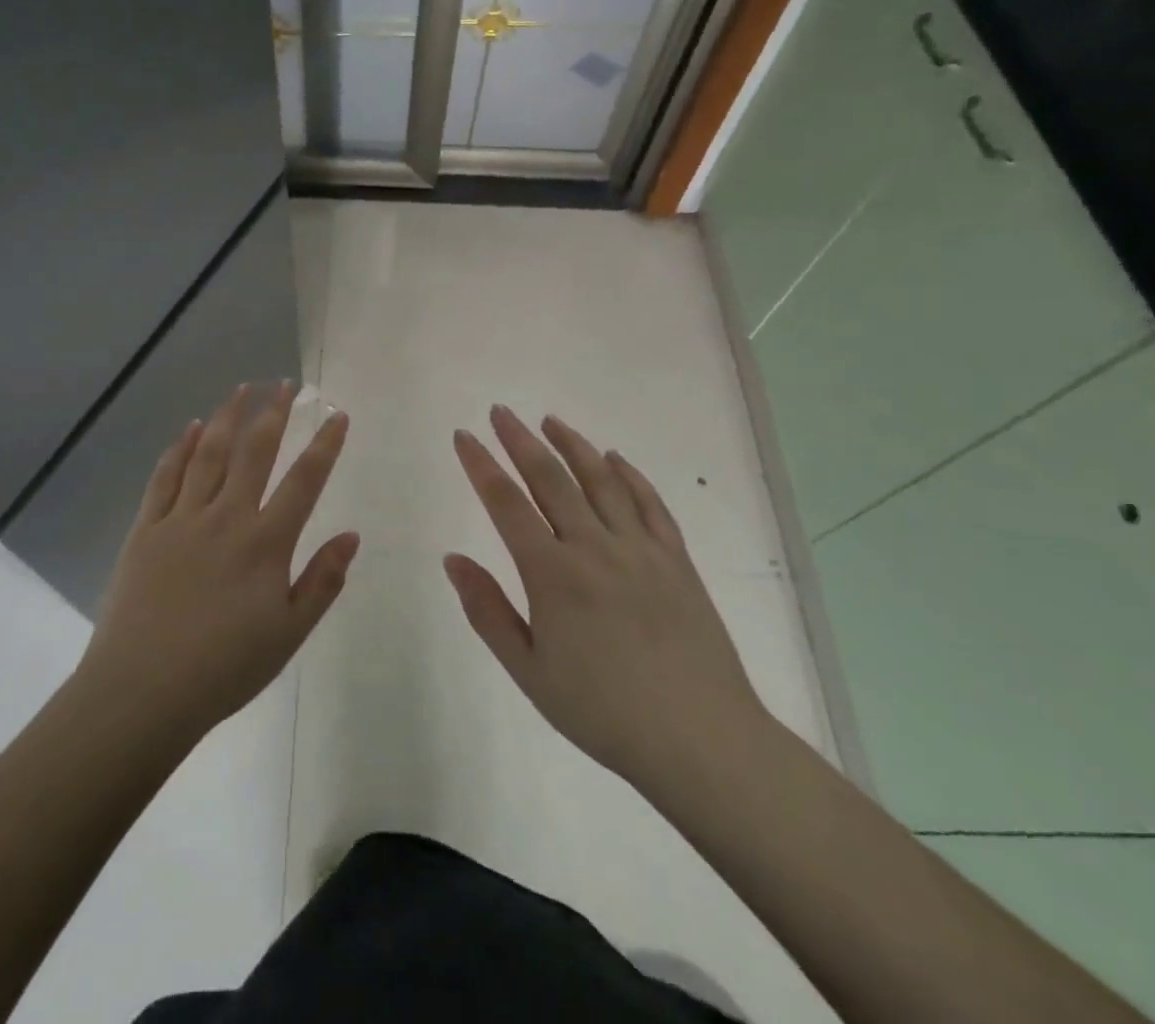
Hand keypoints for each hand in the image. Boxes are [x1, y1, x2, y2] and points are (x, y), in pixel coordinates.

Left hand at [78, 382, 358, 740]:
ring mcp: (182, 519)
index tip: (337, 415)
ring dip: (228, 417)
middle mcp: (226, 517)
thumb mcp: (289, 634)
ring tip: (241, 389)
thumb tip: (351, 535)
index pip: (304, 481)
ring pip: (209, 453)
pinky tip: (190, 428)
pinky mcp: (146, 529)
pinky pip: (165, 477)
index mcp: (265, 543)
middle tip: (285, 383)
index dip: (325, 445)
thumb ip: (322, 581)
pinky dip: (180, 448)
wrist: (143, 692)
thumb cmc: (224, 669)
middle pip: (254, 452)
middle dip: (274, 413)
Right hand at [445, 406, 768, 801]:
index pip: (506, 503)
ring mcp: (640, 549)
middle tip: (500, 411)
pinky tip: (614, 458)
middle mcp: (594, 547)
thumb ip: (487, 611)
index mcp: (553, 574)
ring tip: (550, 421)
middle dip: (520, 440)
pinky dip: (629, 474)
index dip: (481, 465)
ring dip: (572, 445)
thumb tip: (453, 558)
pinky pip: (650, 503)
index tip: (464, 436)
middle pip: (550, 478)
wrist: (701, 741)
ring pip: (601, 480)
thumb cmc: (603, 712)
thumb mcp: (529, 671)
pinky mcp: (676, 560)